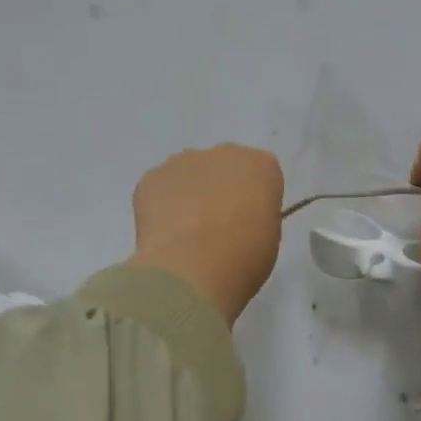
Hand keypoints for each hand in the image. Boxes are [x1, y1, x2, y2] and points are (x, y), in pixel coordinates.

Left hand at [129, 145, 284, 324]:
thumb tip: (241, 221)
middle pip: (223, 168)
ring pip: (188, 175)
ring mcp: (183, 161)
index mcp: (261, 165)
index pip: (261, 175)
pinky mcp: (152, 177)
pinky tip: (163, 235)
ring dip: (188, 196)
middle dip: (219, 190)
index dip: (253, 200)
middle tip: (215, 228)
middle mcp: (224, 153)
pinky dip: (160, 207)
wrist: (191, 267)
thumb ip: (257, 217)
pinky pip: (159, 189)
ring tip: (184, 235)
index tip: (248, 223)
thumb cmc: (242, 257)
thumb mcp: (269, 239)